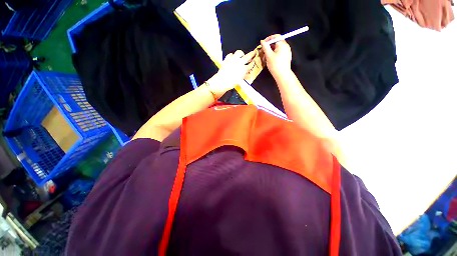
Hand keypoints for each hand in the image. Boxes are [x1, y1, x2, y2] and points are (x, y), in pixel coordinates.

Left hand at [206, 50, 254, 97]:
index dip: (253, 63)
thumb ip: (245, 76)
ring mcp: (233, 59)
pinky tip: (232, 58)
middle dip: (252, 54)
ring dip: (241, 54)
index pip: (251, 64)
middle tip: (253, 52)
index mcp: (244, 69)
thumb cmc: (231, 83)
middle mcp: (240, 63)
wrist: (222, 81)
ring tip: (242, 55)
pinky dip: (232, 56)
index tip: (253, 62)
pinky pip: (231, 54)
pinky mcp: (227, 59)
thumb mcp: (240, 81)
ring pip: (239, 52)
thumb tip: (248, 75)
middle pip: (248, 56)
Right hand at [260, 35, 291, 77]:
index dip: (268, 39)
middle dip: (269, 46)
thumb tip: (262, 41)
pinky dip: (274, 54)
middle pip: (276, 42)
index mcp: (282, 44)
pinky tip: (270, 60)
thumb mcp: (268, 55)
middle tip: (263, 51)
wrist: (282, 75)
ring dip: (270, 51)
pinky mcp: (286, 57)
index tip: (263, 43)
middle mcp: (285, 46)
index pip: (275, 36)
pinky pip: (279, 52)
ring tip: (265, 57)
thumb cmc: (275, 65)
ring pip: (277, 48)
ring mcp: (286, 51)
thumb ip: (265, 47)